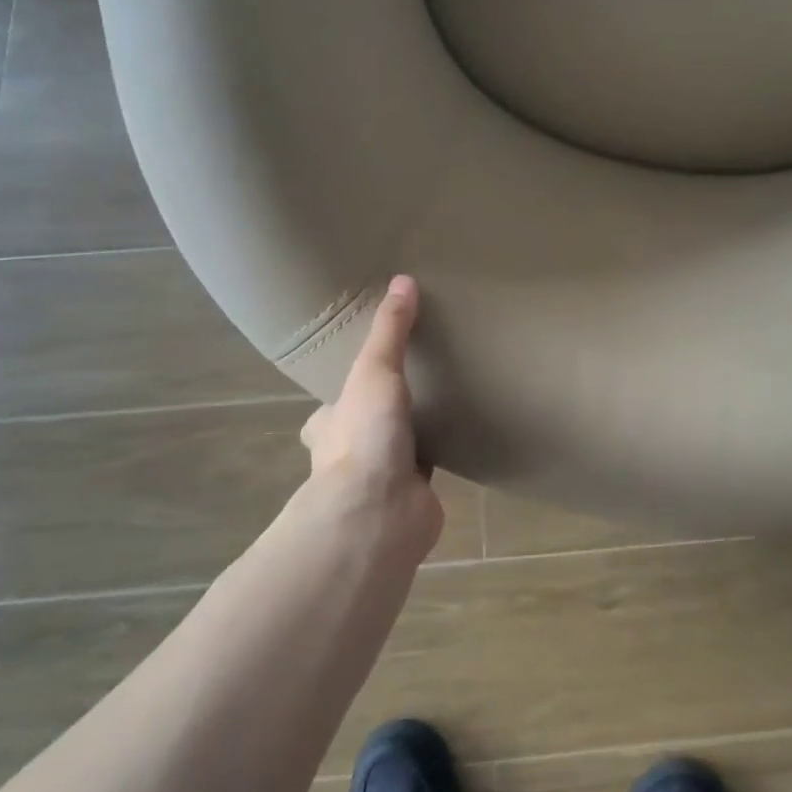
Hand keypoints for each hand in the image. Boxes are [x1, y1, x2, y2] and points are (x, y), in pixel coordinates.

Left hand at [298, 275, 442, 548]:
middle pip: (361, 430)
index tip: (364, 376)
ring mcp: (380, 481)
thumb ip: (390, 330)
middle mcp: (350, 455)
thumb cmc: (365, 436)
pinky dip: (440, 458)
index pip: (330, 409)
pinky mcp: (413, 498)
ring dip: (409, 439)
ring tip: (441, 409)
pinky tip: (461, 441)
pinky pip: (429, 472)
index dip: (341, 395)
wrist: (380, 512)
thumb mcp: (375, 369)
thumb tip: (403, 279)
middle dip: (377, 417)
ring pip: (395, 452)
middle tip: (410, 389)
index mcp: (330, 426)